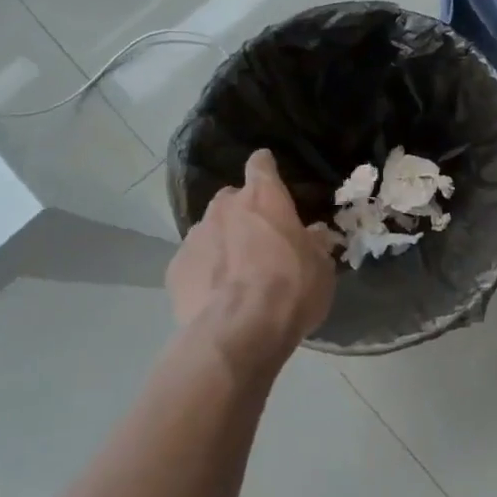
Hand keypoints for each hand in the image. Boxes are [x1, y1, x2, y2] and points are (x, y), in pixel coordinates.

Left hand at [168, 150, 335, 373]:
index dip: (266, 169)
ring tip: (236, 276)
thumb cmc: (291, 289)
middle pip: (232, 199)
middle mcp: (225, 207)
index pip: (261, 164)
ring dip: (223, 244)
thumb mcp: (321, 267)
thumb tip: (315, 234)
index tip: (271, 180)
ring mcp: (195, 236)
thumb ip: (315, 244)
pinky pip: (193, 262)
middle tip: (260, 242)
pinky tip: (216, 297)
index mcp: (264, 197)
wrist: (239, 332)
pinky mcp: (175, 267)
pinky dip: (204, 272)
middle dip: (244, 214)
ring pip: (210, 230)